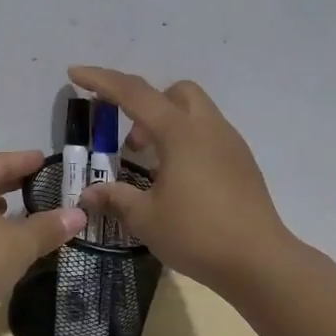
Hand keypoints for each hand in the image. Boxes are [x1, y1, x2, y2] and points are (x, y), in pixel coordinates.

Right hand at [68, 67, 290, 297]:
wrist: (260, 262)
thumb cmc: (197, 234)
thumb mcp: (146, 218)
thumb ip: (115, 198)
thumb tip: (89, 193)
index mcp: (180, 133)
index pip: (134, 94)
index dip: (101, 81)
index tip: (75, 73)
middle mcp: (208, 128)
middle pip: (175, 92)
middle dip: (146, 104)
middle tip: (130, 143)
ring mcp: (231, 145)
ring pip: (195, 113)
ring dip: (166, 125)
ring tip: (151, 167)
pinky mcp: (242, 164)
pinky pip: (208, 136)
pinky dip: (186, 143)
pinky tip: (177, 181)